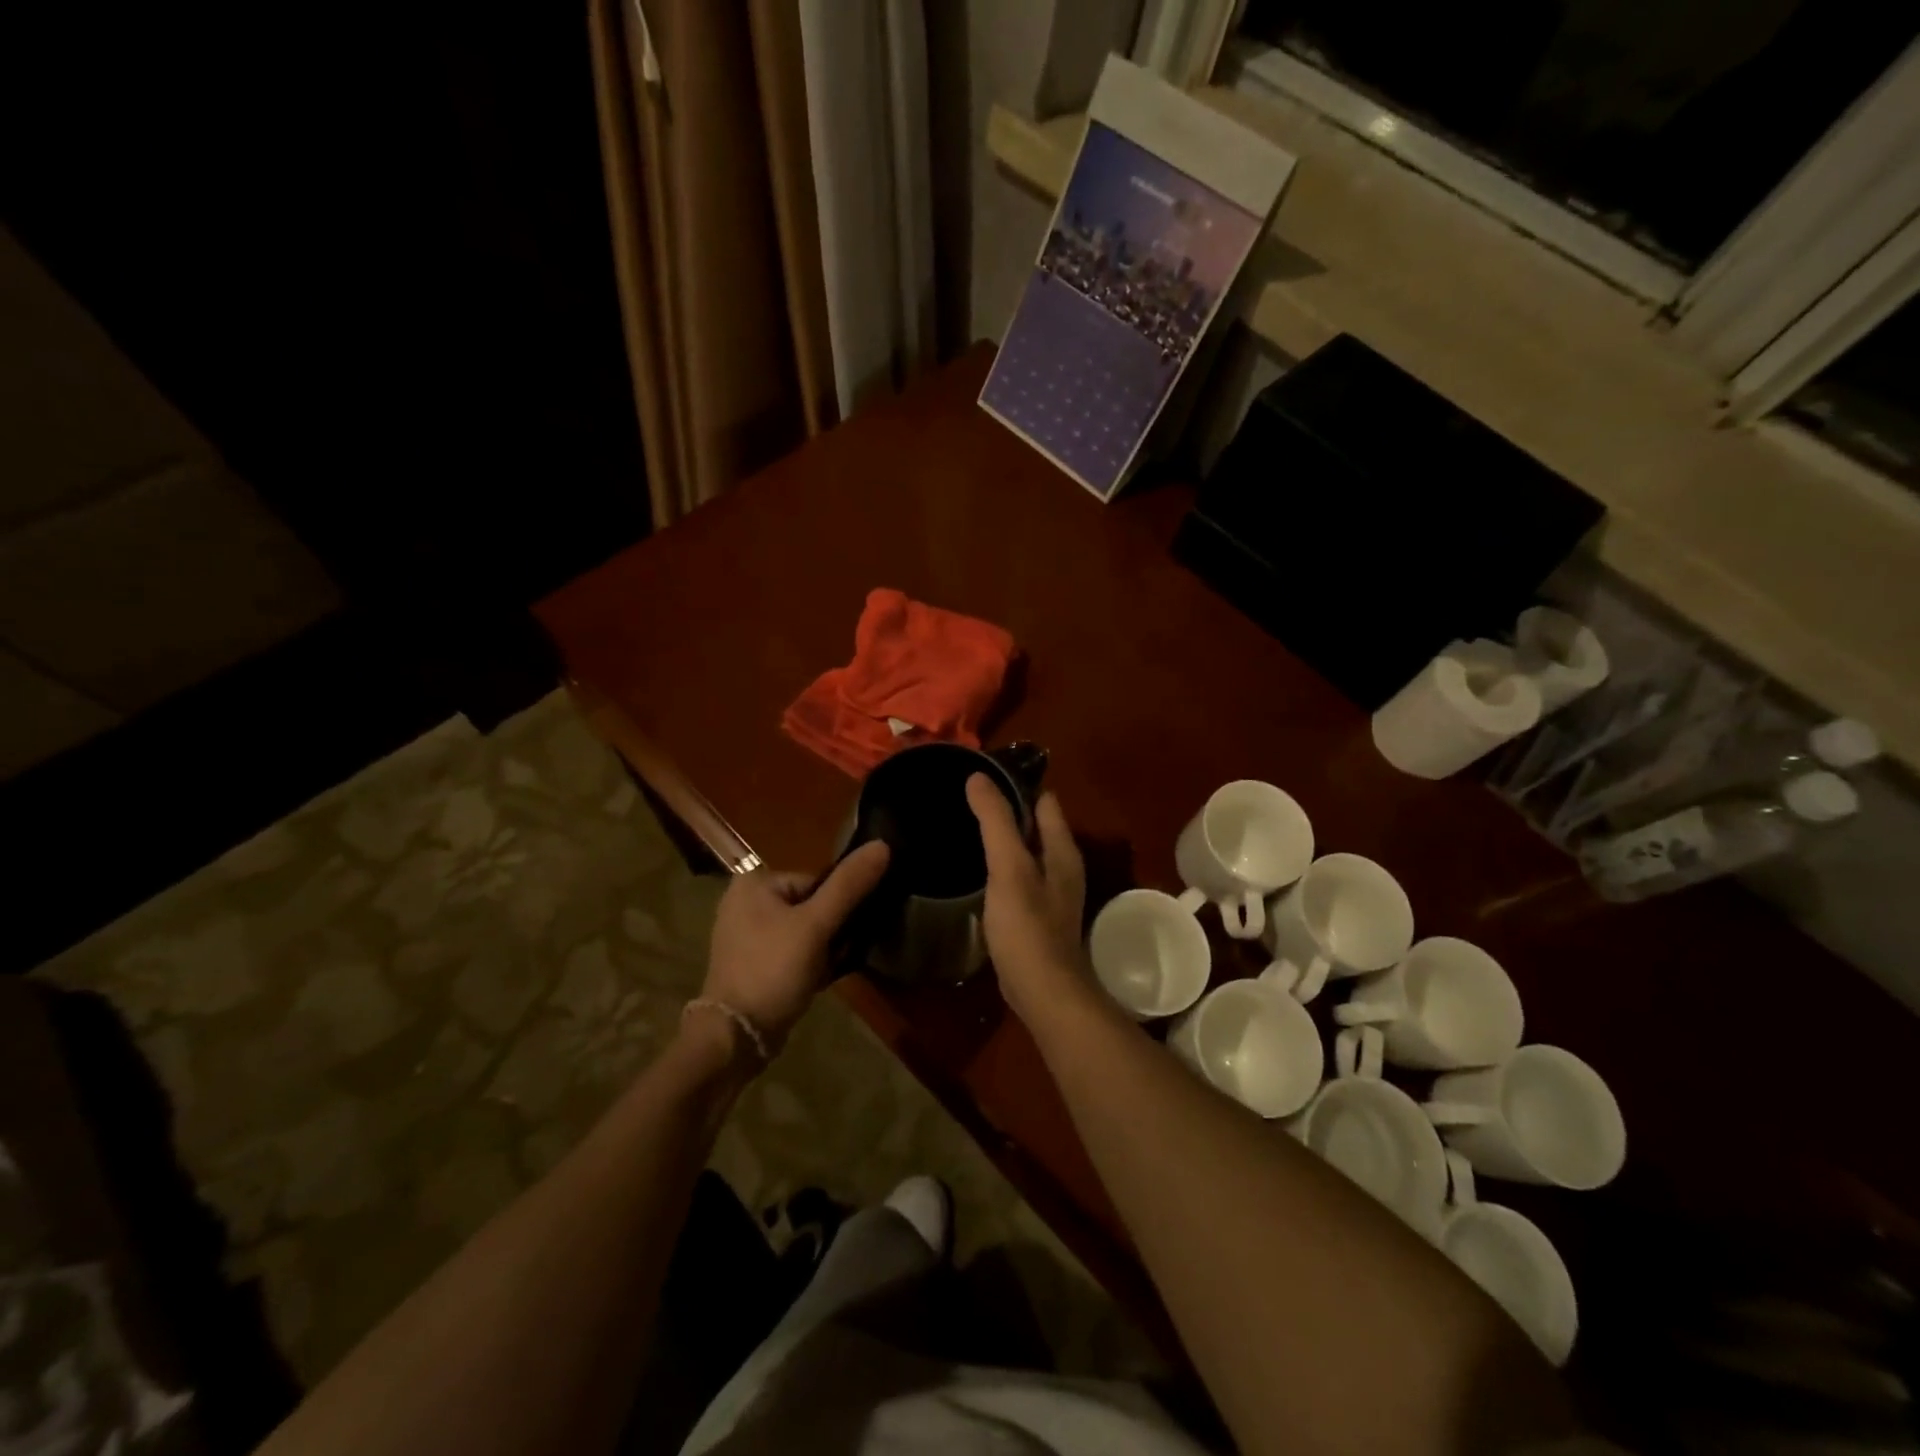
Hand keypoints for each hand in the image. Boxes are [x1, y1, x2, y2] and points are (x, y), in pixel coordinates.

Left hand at [701, 841, 890, 1051]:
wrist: (735, 1038)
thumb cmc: (772, 970)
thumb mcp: (816, 925)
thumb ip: (849, 885)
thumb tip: (882, 844)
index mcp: (754, 882)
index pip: (817, 881)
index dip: (837, 909)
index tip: (840, 936)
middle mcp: (745, 900)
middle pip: (812, 905)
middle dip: (830, 932)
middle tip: (832, 957)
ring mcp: (745, 934)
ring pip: (805, 931)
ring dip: (823, 950)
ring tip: (822, 972)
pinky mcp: (751, 962)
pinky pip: (792, 951)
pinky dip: (807, 964)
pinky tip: (813, 982)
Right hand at [965, 774, 1087, 1026]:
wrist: (1042, 991)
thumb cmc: (1027, 926)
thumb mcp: (1008, 867)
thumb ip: (995, 821)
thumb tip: (978, 777)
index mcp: (1062, 849)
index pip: (1044, 801)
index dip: (1016, 786)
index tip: (981, 778)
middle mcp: (1062, 866)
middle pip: (1036, 825)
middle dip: (1007, 811)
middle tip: (966, 801)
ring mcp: (1051, 892)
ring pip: (1026, 852)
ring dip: (1003, 840)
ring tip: (965, 830)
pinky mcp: (1036, 915)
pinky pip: (1018, 877)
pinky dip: (1001, 868)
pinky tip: (977, 872)